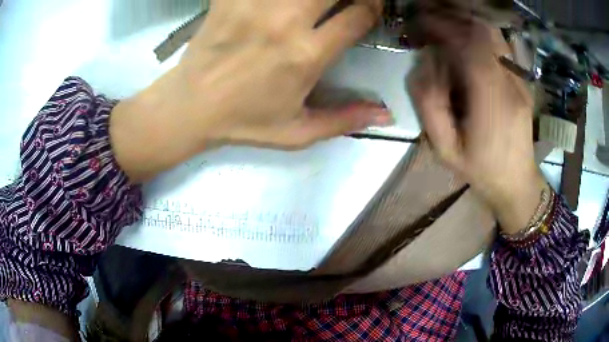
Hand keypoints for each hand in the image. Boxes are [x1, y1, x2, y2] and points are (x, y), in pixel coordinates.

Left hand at [111, 0, 389, 181]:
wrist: (191, 107)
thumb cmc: (244, 122)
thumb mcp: (298, 133)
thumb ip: (345, 121)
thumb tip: (386, 116)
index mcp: (306, 55)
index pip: (359, 16)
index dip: (373, 7)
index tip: (370, 8)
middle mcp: (284, 23)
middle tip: (348, 0)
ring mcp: (253, 6)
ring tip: (314, 3)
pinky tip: (278, 2)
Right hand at [407, 10, 547, 233]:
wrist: (516, 183)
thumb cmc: (480, 170)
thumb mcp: (445, 148)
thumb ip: (429, 103)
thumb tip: (426, 61)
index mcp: (492, 102)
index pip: (468, 44)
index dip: (441, 26)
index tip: (419, 23)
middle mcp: (511, 83)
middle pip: (483, 31)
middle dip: (452, 18)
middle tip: (430, 21)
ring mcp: (521, 80)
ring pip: (494, 33)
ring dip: (467, 22)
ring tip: (446, 25)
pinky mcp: (523, 81)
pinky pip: (502, 45)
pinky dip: (481, 33)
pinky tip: (467, 38)